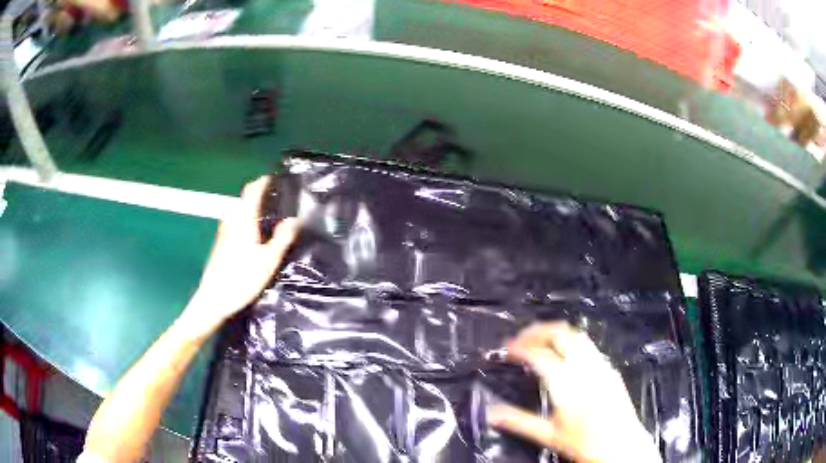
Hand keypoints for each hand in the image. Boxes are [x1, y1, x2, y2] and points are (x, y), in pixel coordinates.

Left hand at [181, 177, 298, 337]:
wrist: (213, 299)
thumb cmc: (242, 278)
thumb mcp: (268, 261)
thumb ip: (282, 238)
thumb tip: (295, 219)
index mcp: (243, 219)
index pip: (253, 190)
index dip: (264, 181)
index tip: (276, 178)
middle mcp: (231, 220)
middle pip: (243, 198)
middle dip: (258, 192)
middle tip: (276, 196)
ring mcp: (223, 232)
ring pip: (238, 210)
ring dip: (250, 205)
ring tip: (267, 211)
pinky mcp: (220, 243)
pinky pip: (234, 221)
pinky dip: (245, 217)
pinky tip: (253, 232)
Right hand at [488, 322, 660, 462]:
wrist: (621, 445)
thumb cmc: (585, 443)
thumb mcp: (549, 435)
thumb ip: (519, 421)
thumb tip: (491, 413)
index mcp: (566, 382)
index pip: (538, 354)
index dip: (519, 347)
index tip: (506, 349)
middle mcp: (584, 367)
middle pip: (560, 334)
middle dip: (537, 331)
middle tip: (520, 338)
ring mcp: (600, 365)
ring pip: (577, 335)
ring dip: (556, 332)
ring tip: (540, 340)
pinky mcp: (609, 369)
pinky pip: (588, 345)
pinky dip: (571, 341)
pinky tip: (565, 354)